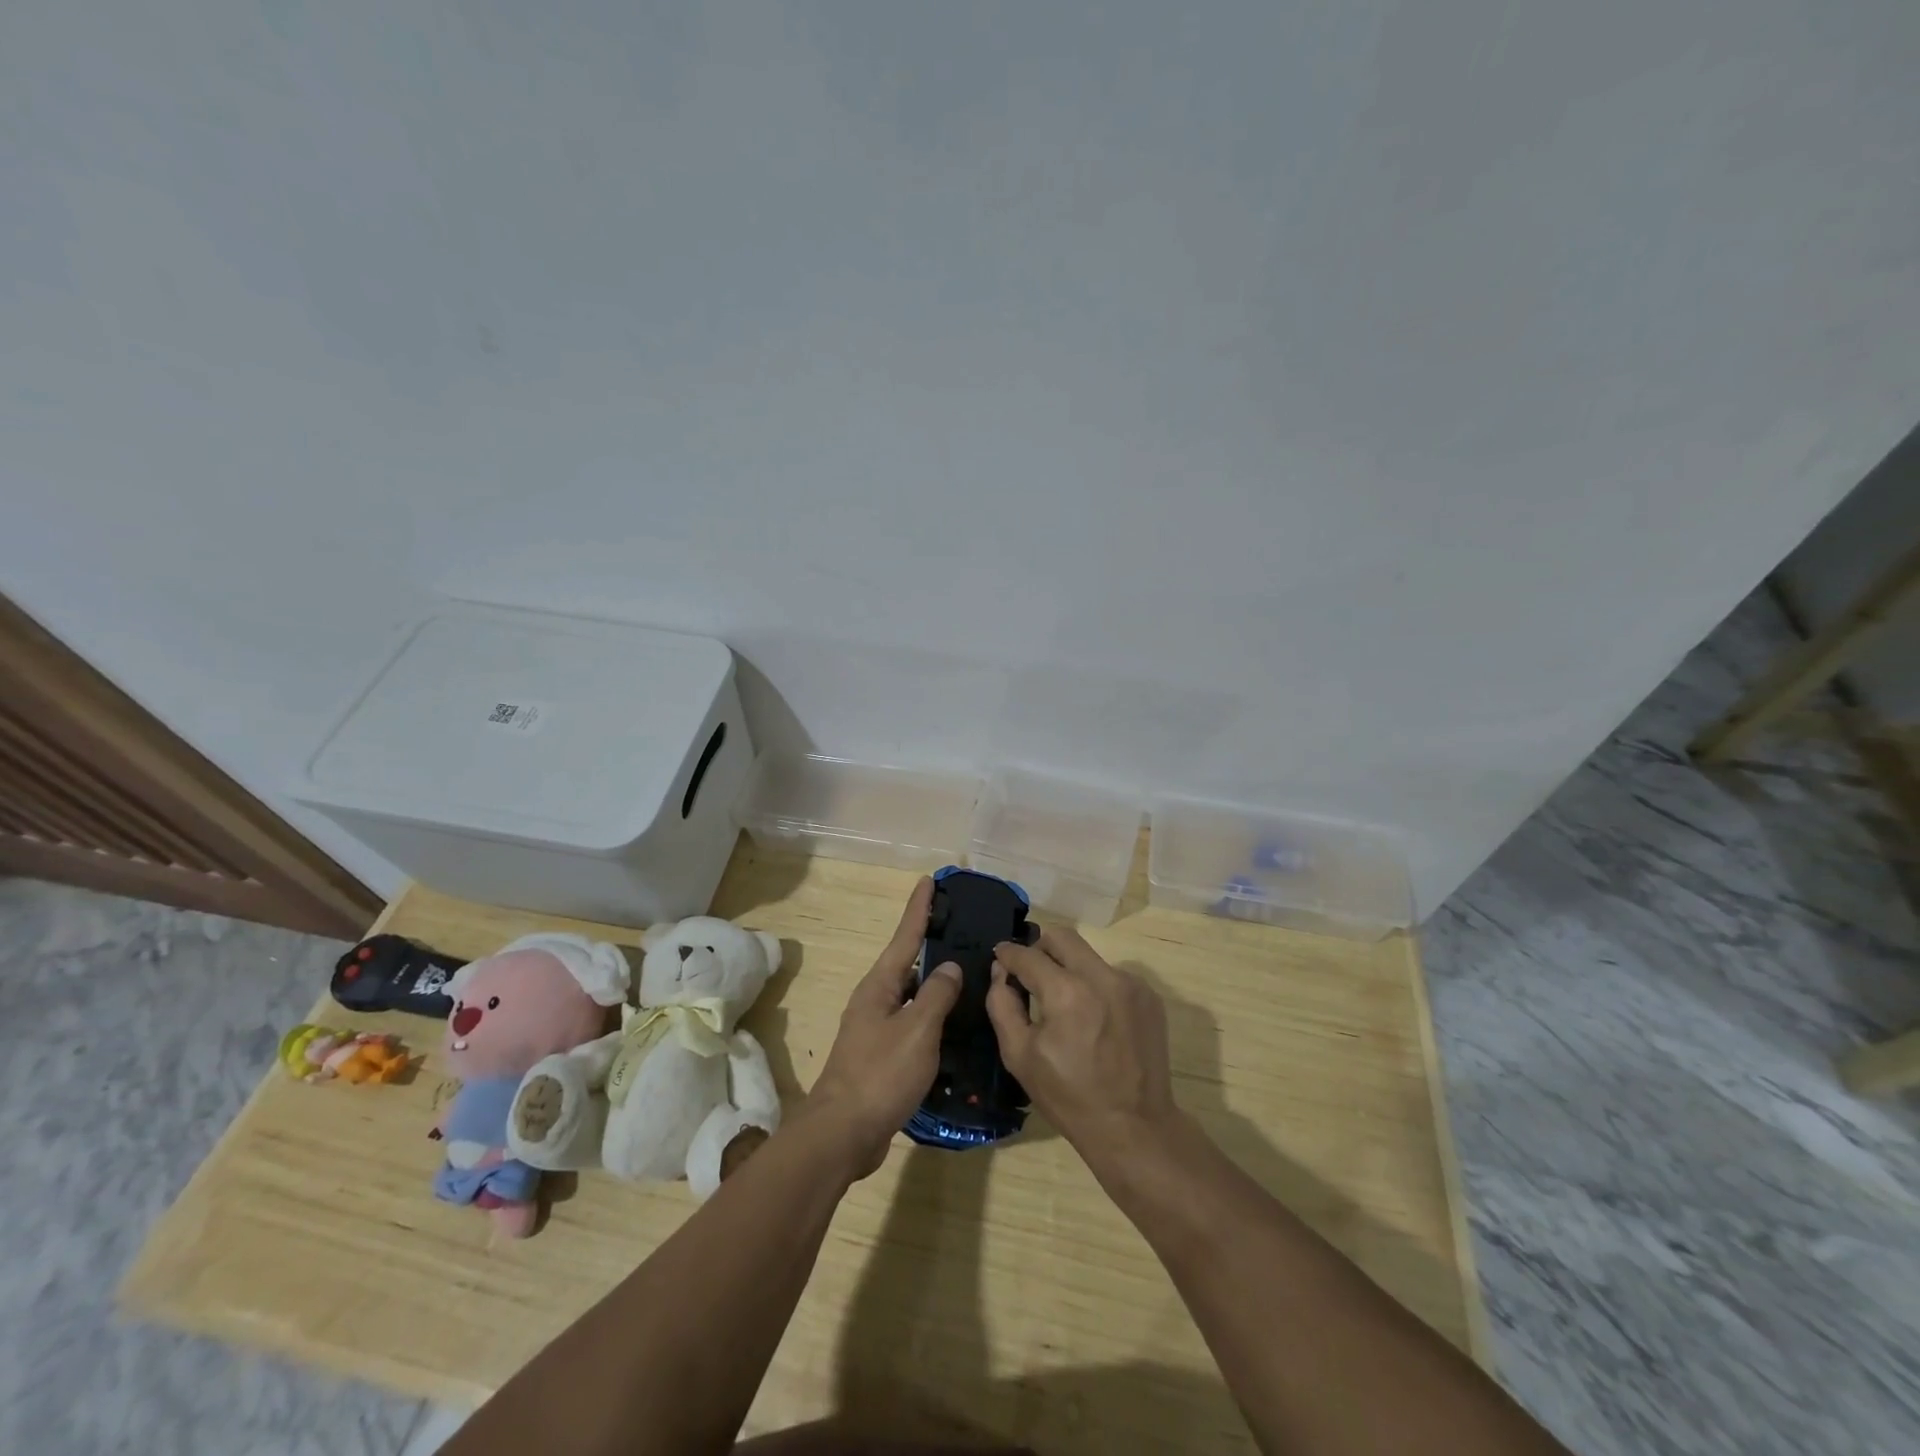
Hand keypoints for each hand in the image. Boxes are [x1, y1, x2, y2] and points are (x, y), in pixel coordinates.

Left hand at [803, 877, 961, 1178]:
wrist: (842, 1134)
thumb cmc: (880, 1074)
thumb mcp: (916, 1030)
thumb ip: (937, 995)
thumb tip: (949, 966)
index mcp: (879, 986)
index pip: (905, 936)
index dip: (919, 908)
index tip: (930, 880)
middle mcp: (875, 1000)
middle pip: (908, 962)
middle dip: (931, 942)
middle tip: (962, 927)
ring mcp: (877, 1029)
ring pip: (913, 995)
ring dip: (936, 982)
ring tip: (968, 971)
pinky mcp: (883, 1057)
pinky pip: (914, 1024)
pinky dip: (935, 1016)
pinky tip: (956, 1024)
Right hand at [988, 927, 1176, 1167]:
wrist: (1134, 1127)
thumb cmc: (1069, 1096)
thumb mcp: (1020, 1056)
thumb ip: (1003, 1005)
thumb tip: (1001, 971)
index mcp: (1066, 992)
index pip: (1028, 955)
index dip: (1008, 954)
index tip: (1001, 958)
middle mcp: (1102, 976)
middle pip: (1062, 937)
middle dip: (1039, 948)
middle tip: (1030, 972)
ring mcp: (1130, 984)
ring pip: (1088, 957)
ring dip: (1070, 969)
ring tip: (1065, 1006)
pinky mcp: (1149, 997)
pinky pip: (1112, 976)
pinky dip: (1095, 987)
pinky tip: (1094, 1020)